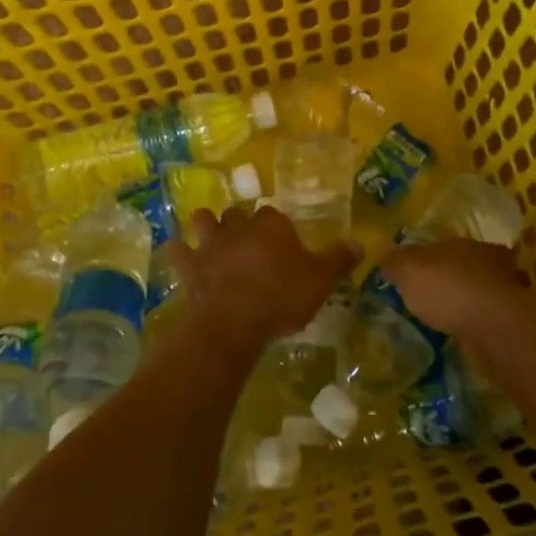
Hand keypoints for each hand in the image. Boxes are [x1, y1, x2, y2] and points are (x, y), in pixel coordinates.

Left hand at [162, 205, 360, 360]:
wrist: (234, 322)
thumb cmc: (282, 297)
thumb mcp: (321, 281)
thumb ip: (339, 259)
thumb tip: (359, 241)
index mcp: (271, 225)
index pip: (273, 215)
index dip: (277, 228)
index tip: (282, 244)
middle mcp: (238, 226)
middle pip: (238, 214)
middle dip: (241, 224)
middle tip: (250, 244)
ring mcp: (210, 243)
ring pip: (204, 220)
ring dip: (207, 226)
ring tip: (214, 240)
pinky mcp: (189, 265)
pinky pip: (177, 249)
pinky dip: (178, 251)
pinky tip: (181, 255)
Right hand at [375, 238, 528, 339]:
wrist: (494, 326)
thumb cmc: (448, 289)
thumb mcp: (409, 270)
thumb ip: (395, 260)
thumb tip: (382, 248)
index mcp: (463, 243)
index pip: (444, 246)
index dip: (429, 258)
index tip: (418, 272)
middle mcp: (489, 260)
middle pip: (467, 265)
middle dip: (454, 277)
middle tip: (434, 295)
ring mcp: (505, 290)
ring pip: (483, 290)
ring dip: (469, 300)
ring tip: (449, 317)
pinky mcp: (512, 319)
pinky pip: (490, 315)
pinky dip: (479, 321)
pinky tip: (465, 332)